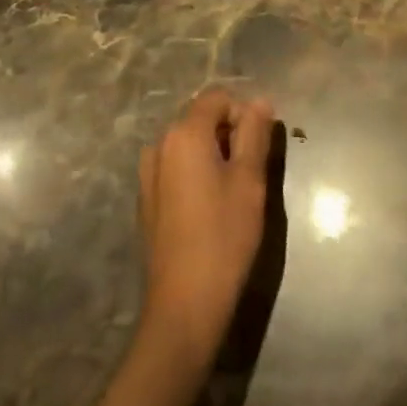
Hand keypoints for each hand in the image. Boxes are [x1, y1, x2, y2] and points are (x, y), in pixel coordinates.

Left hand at [138, 88, 275, 358]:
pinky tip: (210, 210)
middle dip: (229, 134)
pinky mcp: (147, 201)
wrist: (184, 307)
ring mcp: (148, 174)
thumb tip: (259, 101)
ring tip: (233, 192)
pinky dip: (196, 174)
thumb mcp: (250, 180)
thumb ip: (255, 133)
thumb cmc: (224, 237)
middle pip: (201, 118)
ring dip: (213, 155)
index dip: (243, 114)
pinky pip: (176, 168)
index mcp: (184, 133)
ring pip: (189, 145)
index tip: (259, 148)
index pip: (218, 98)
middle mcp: (160, 145)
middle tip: (251, 172)